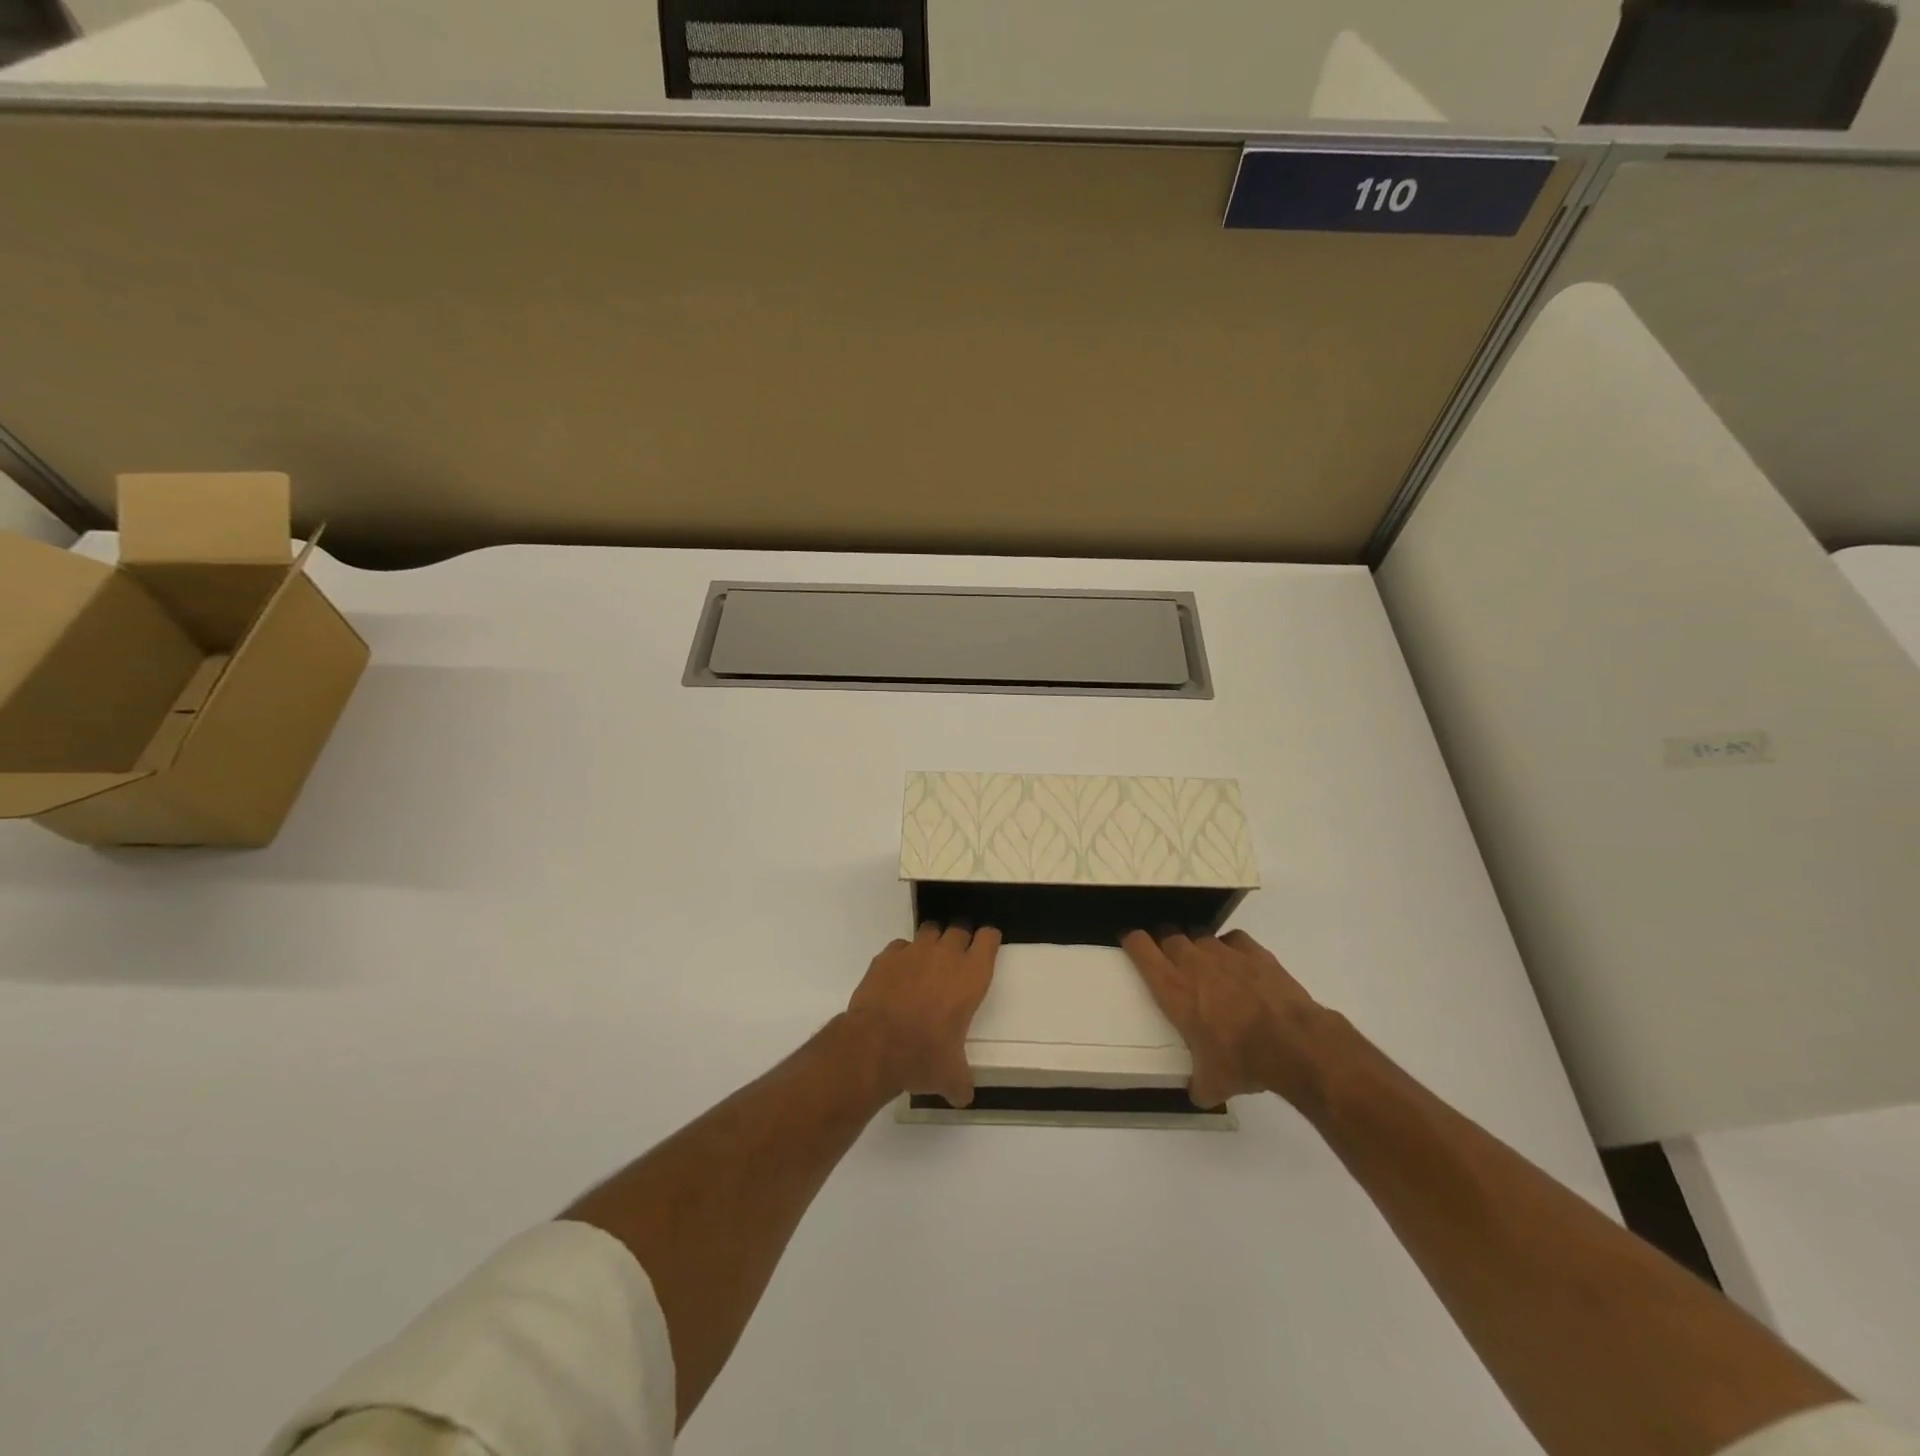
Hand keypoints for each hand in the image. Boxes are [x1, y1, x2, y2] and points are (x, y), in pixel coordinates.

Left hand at [846, 922, 1001, 1106]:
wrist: (873, 1045)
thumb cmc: (923, 1055)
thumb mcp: (949, 1075)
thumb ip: (960, 1082)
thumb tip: (963, 1098)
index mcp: (971, 976)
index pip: (988, 939)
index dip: (988, 940)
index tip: (987, 946)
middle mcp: (945, 955)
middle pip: (960, 929)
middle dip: (961, 940)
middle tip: (957, 959)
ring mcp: (914, 951)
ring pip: (930, 931)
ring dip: (933, 943)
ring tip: (928, 963)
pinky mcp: (886, 956)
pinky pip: (901, 946)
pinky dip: (903, 955)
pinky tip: (899, 974)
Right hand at [1121, 927, 1327, 1108]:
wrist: (1294, 1044)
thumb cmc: (1242, 1060)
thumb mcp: (1213, 1083)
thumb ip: (1198, 1083)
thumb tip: (1197, 1092)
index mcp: (1172, 988)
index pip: (1140, 948)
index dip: (1133, 942)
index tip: (1131, 944)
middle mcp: (1193, 962)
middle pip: (1168, 936)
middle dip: (1166, 946)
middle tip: (1172, 964)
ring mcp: (1224, 953)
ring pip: (1200, 937)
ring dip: (1199, 949)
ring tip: (1209, 969)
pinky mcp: (1254, 951)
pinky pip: (1233, 940)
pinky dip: (1232, 949)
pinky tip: (1239, 966)